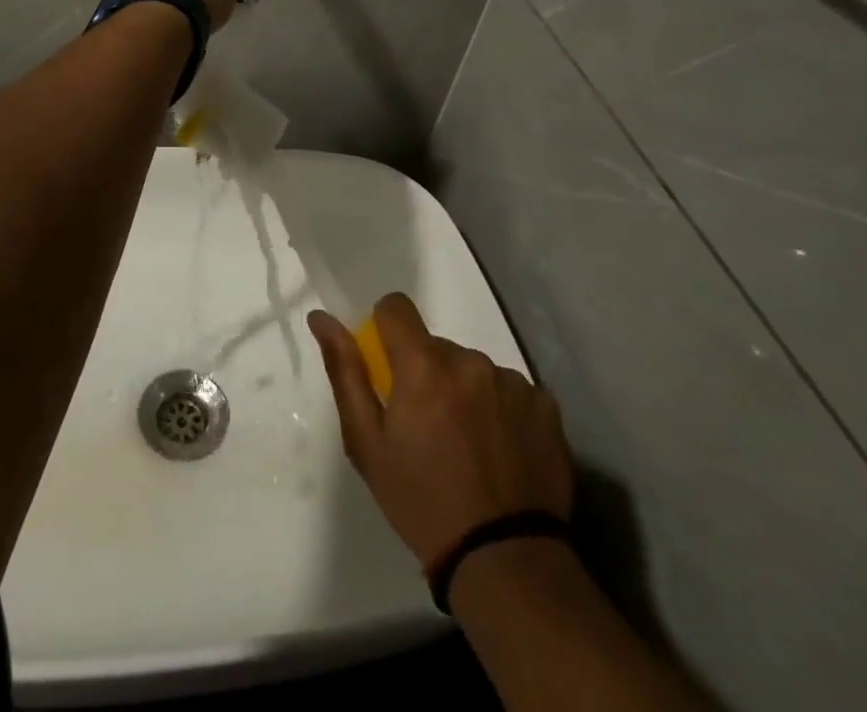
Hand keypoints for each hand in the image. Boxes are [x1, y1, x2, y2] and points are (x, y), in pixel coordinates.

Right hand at [309, 293, 574, 567]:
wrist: (503, 559)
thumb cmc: (421, 501)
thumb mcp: (367, 443)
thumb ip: (346, 372)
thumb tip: (322, 318)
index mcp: (423, 365)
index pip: (396, 308)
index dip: (387, 330)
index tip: (389, 366)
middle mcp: (469, 360)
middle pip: (436, 347)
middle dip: (427, 375)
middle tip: (428, 428)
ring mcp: (512, 381)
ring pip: (474, 369)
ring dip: (465, 392)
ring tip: (469, 446)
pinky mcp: (545, 405)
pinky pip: (512, 390)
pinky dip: (501, 410)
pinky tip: (502, 451)